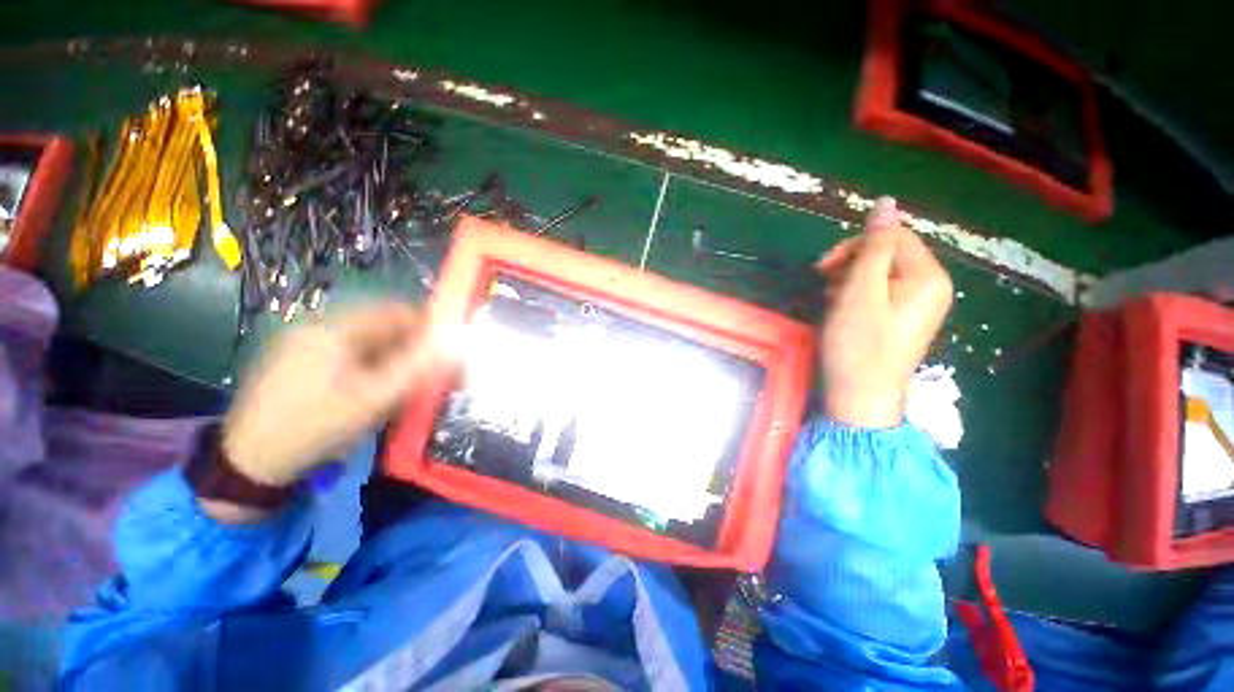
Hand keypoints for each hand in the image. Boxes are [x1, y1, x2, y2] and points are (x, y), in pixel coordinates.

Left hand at [222, 302, 433, 486]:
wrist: (249, 462)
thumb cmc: (316, 426)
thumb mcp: (374, 399)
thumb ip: (418, 367)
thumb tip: (454, 344)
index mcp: (334, 328)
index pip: (395, 311)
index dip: (426, 325)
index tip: (445, 349)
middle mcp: (316, 325)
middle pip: (379, 323)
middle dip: (409, 343)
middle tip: (425, 371)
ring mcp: (300, 341)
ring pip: (363, 338)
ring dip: (389, 354)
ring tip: (399, 383)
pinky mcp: (293, 358)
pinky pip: (344, 350)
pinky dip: (367, 362)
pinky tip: (369, 386)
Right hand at [815, 197, 952, 427]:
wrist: (862, 396)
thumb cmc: (858, 345)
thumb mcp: (860, 293)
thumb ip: (873, 247)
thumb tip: (886, 203)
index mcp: (927, 276)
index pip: (894, 237)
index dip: (856, 245)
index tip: (823, 268)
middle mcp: (931, 286)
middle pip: (889, 253)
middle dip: (852, 264)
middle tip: (824, 284)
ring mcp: (919, 304)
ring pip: (881, 273)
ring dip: (850, 280)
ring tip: (831, 301)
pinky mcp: (904, 318)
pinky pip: (881, 292)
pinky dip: (857, 295)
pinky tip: (842, 309)